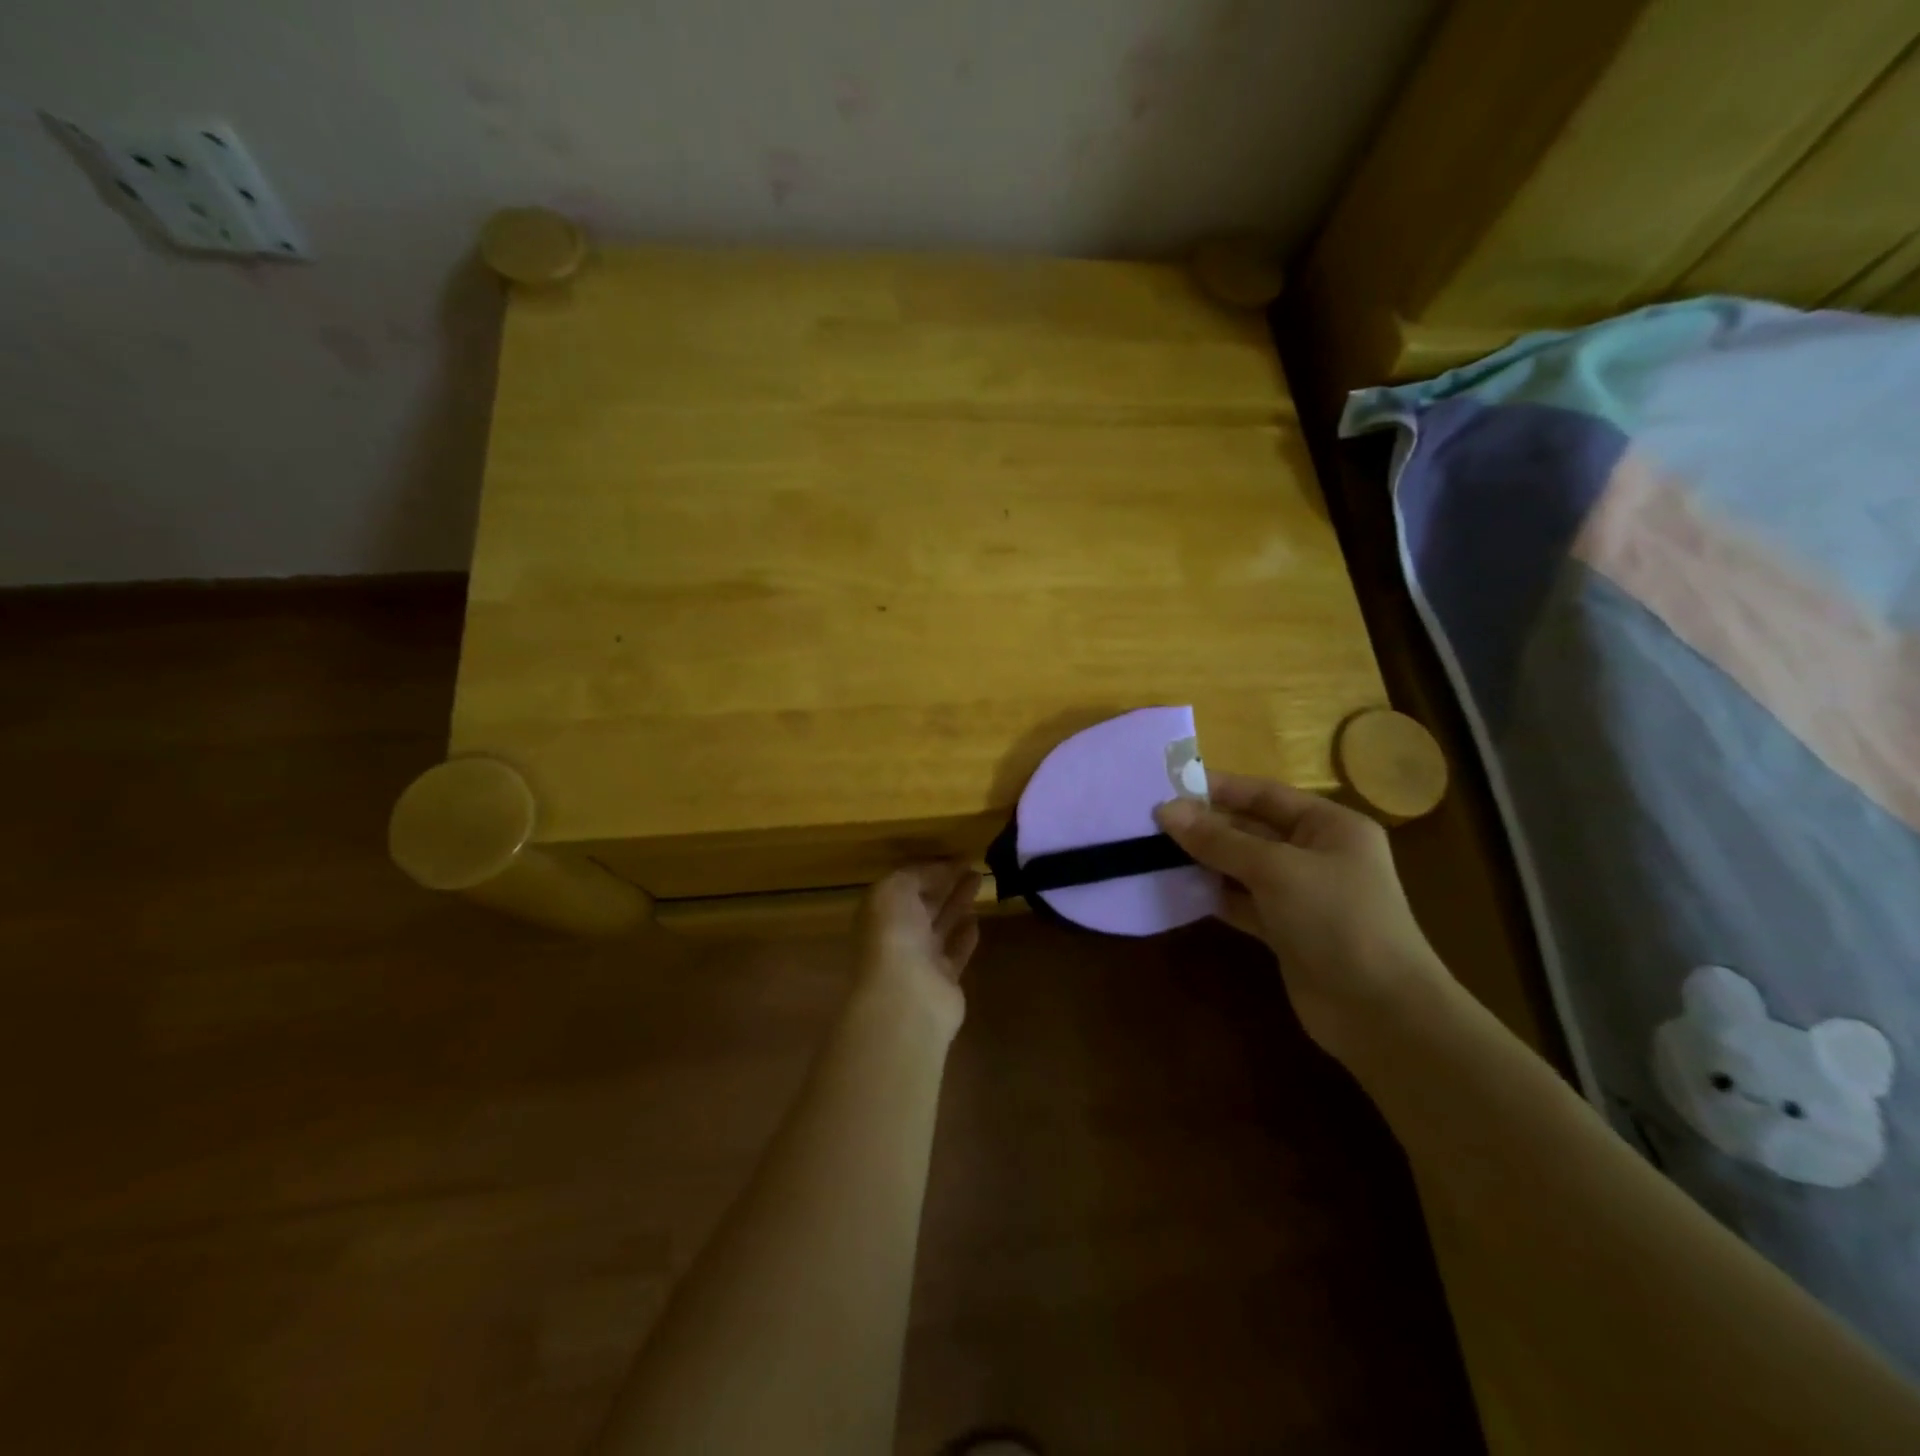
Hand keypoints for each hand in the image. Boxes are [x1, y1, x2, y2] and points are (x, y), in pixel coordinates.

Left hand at [852, 863, 981, 1041]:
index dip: (928, 869)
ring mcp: (919, 960)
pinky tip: (977, 919)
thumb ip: (918, 874)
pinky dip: (965, 936)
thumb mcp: (897, 889)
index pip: (904, 884)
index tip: (955, 855)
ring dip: (958, 903)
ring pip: (941, 924)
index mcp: (879, 911)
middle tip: (972, 865)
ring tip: (980, 880)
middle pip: (923, 903)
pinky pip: (955, 952)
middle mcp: (896, 934)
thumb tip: (943, 868)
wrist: (906, 997)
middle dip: (945, 883)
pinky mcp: (943, 981)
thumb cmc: (894, 935)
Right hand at [1154, 773, 1446, 1053]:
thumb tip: (1165, 810)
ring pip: (1242, 866)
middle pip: (1251, 829)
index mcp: (1330, 826)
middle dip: (1205, 825)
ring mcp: (1301, 894)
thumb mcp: (1275, 870)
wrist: (1380, 1012)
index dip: (1218, 788)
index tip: (1168, 786)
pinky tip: (1176, 889)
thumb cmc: (1336, 920)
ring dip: (1204, 860)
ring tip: (1152, 851)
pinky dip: (1213, 894)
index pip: (1265, 794)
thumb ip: (1219, 840)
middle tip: (1150, 822)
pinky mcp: (1285, 929)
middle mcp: (1316, 853)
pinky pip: (1241, 901)